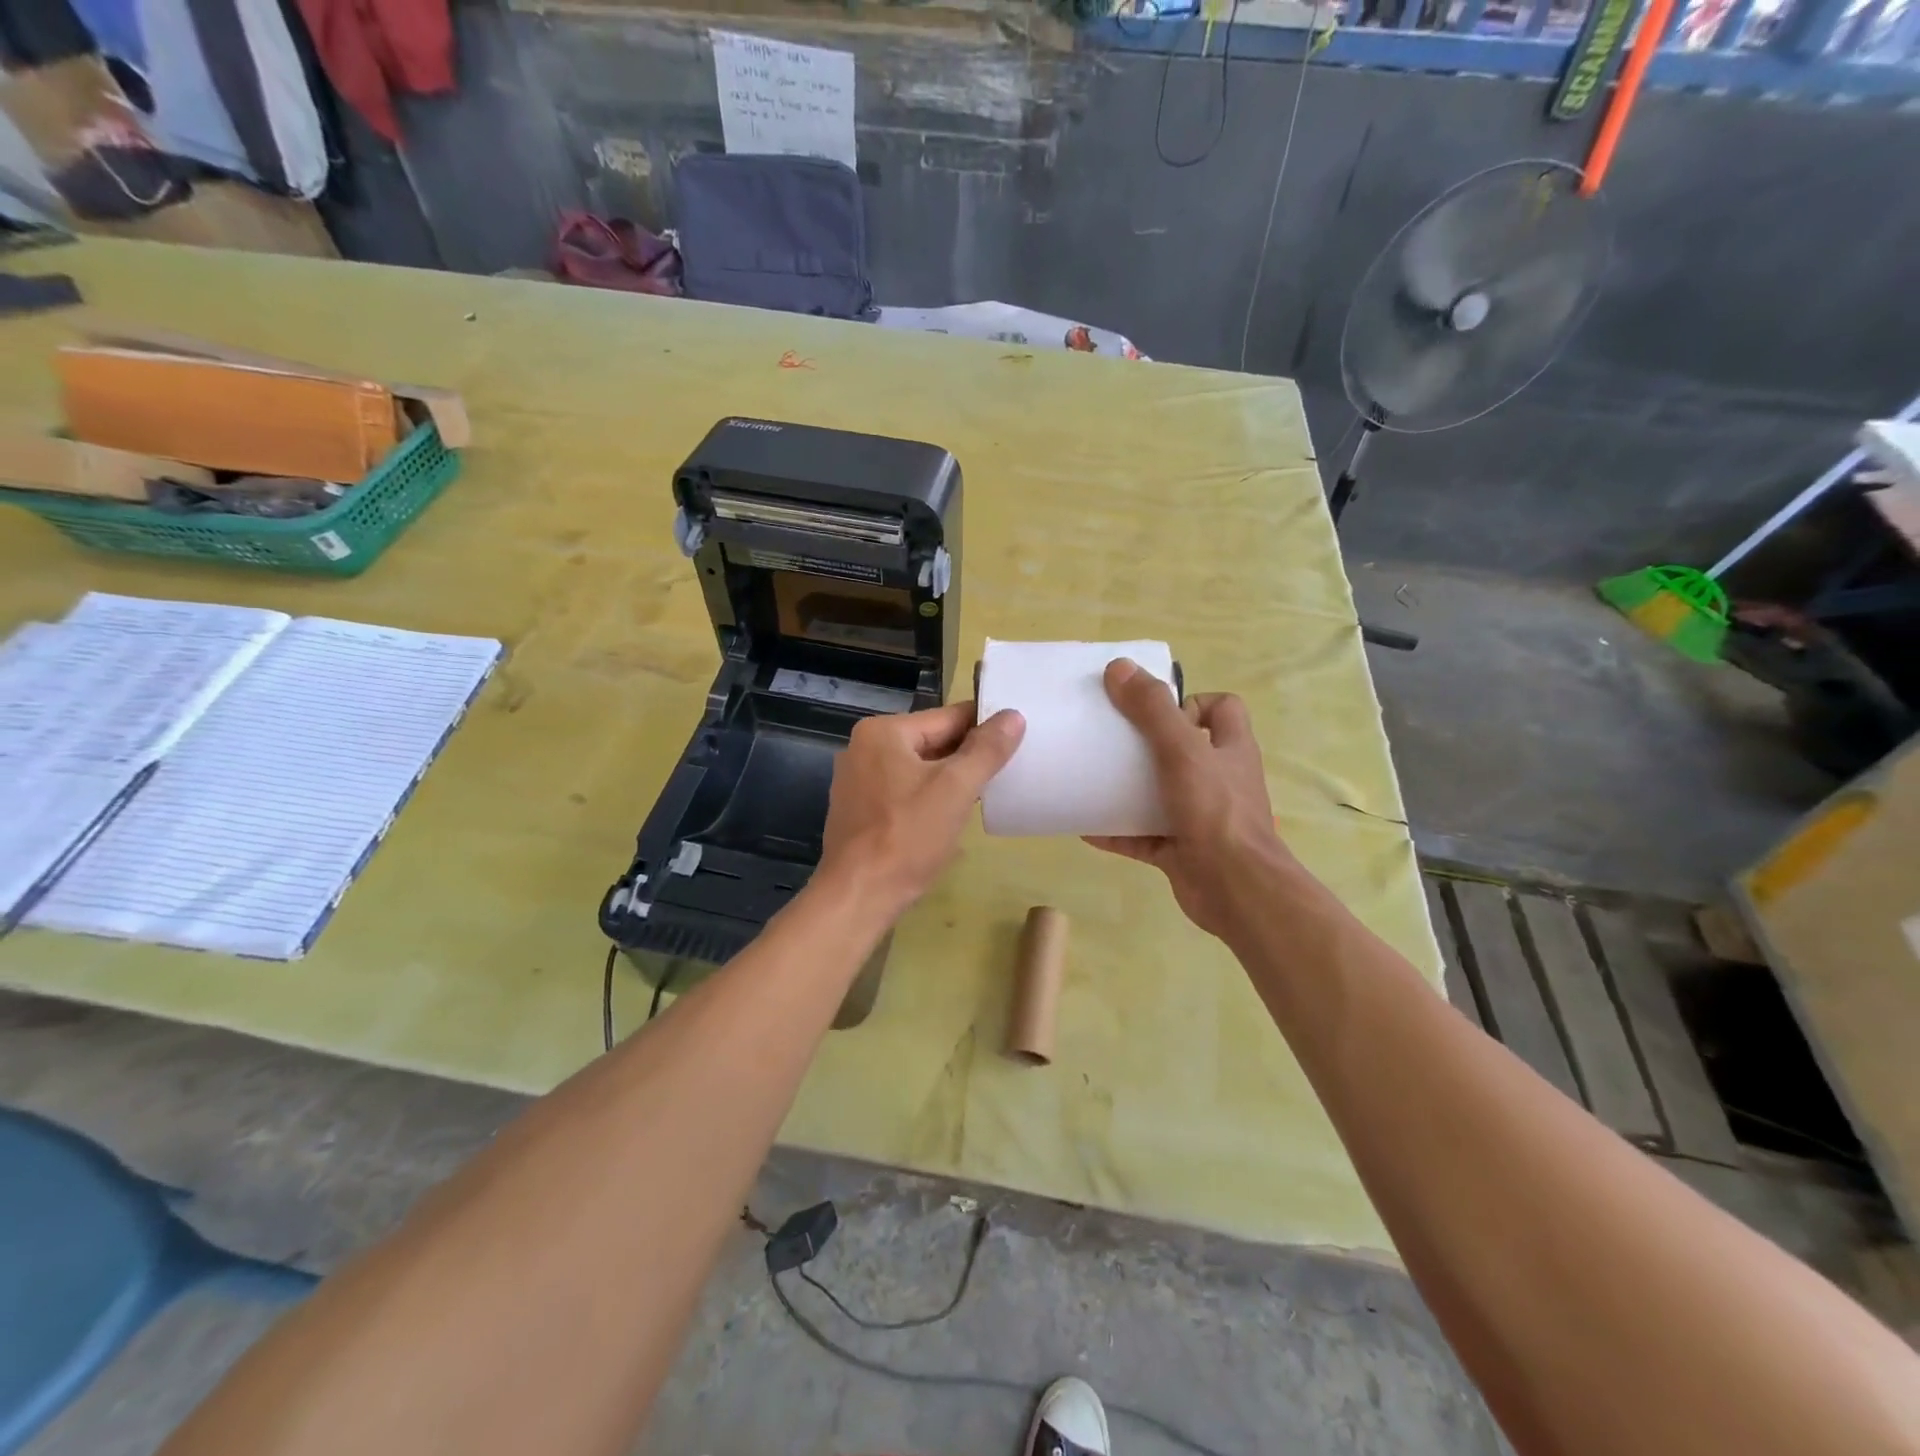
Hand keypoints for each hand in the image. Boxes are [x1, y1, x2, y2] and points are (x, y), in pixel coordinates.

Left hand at [819, 702, 1024, 919]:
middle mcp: (864, 748)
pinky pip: (903, 791)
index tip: (1019, 739)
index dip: (986, 727)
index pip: (948, 717)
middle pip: (932, 741)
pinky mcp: (859, 810)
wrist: (858, 896)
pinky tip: (950, 817)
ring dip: (950, 779)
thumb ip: (986, 750)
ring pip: (919, 769)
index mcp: (883, 732)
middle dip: (968, 756)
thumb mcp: (955, 789)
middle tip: (1009, 769)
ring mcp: (857, 780)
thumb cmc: (907, 838)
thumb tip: (1014, 716)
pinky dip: (928, 798)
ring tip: (986, 794)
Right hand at [1085, 659, 1295, 940]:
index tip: (1154, 711)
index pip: (1221, 708)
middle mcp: (1219, 779)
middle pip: (1183, 750)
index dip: (1190, 702)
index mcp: (1230, 748)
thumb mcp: (1182, 750)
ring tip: (1090, 778)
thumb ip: (1152, 709)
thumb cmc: (1215, 811)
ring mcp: (1200, 817)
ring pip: (1160, 793)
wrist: (1235, 889)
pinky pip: (1142, 835)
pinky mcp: (1180, 849)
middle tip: (1109, 742)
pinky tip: (1085, 826)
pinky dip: (1116, 830)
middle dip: (1145, 745)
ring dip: (1127, 789)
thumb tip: (1119, 668)